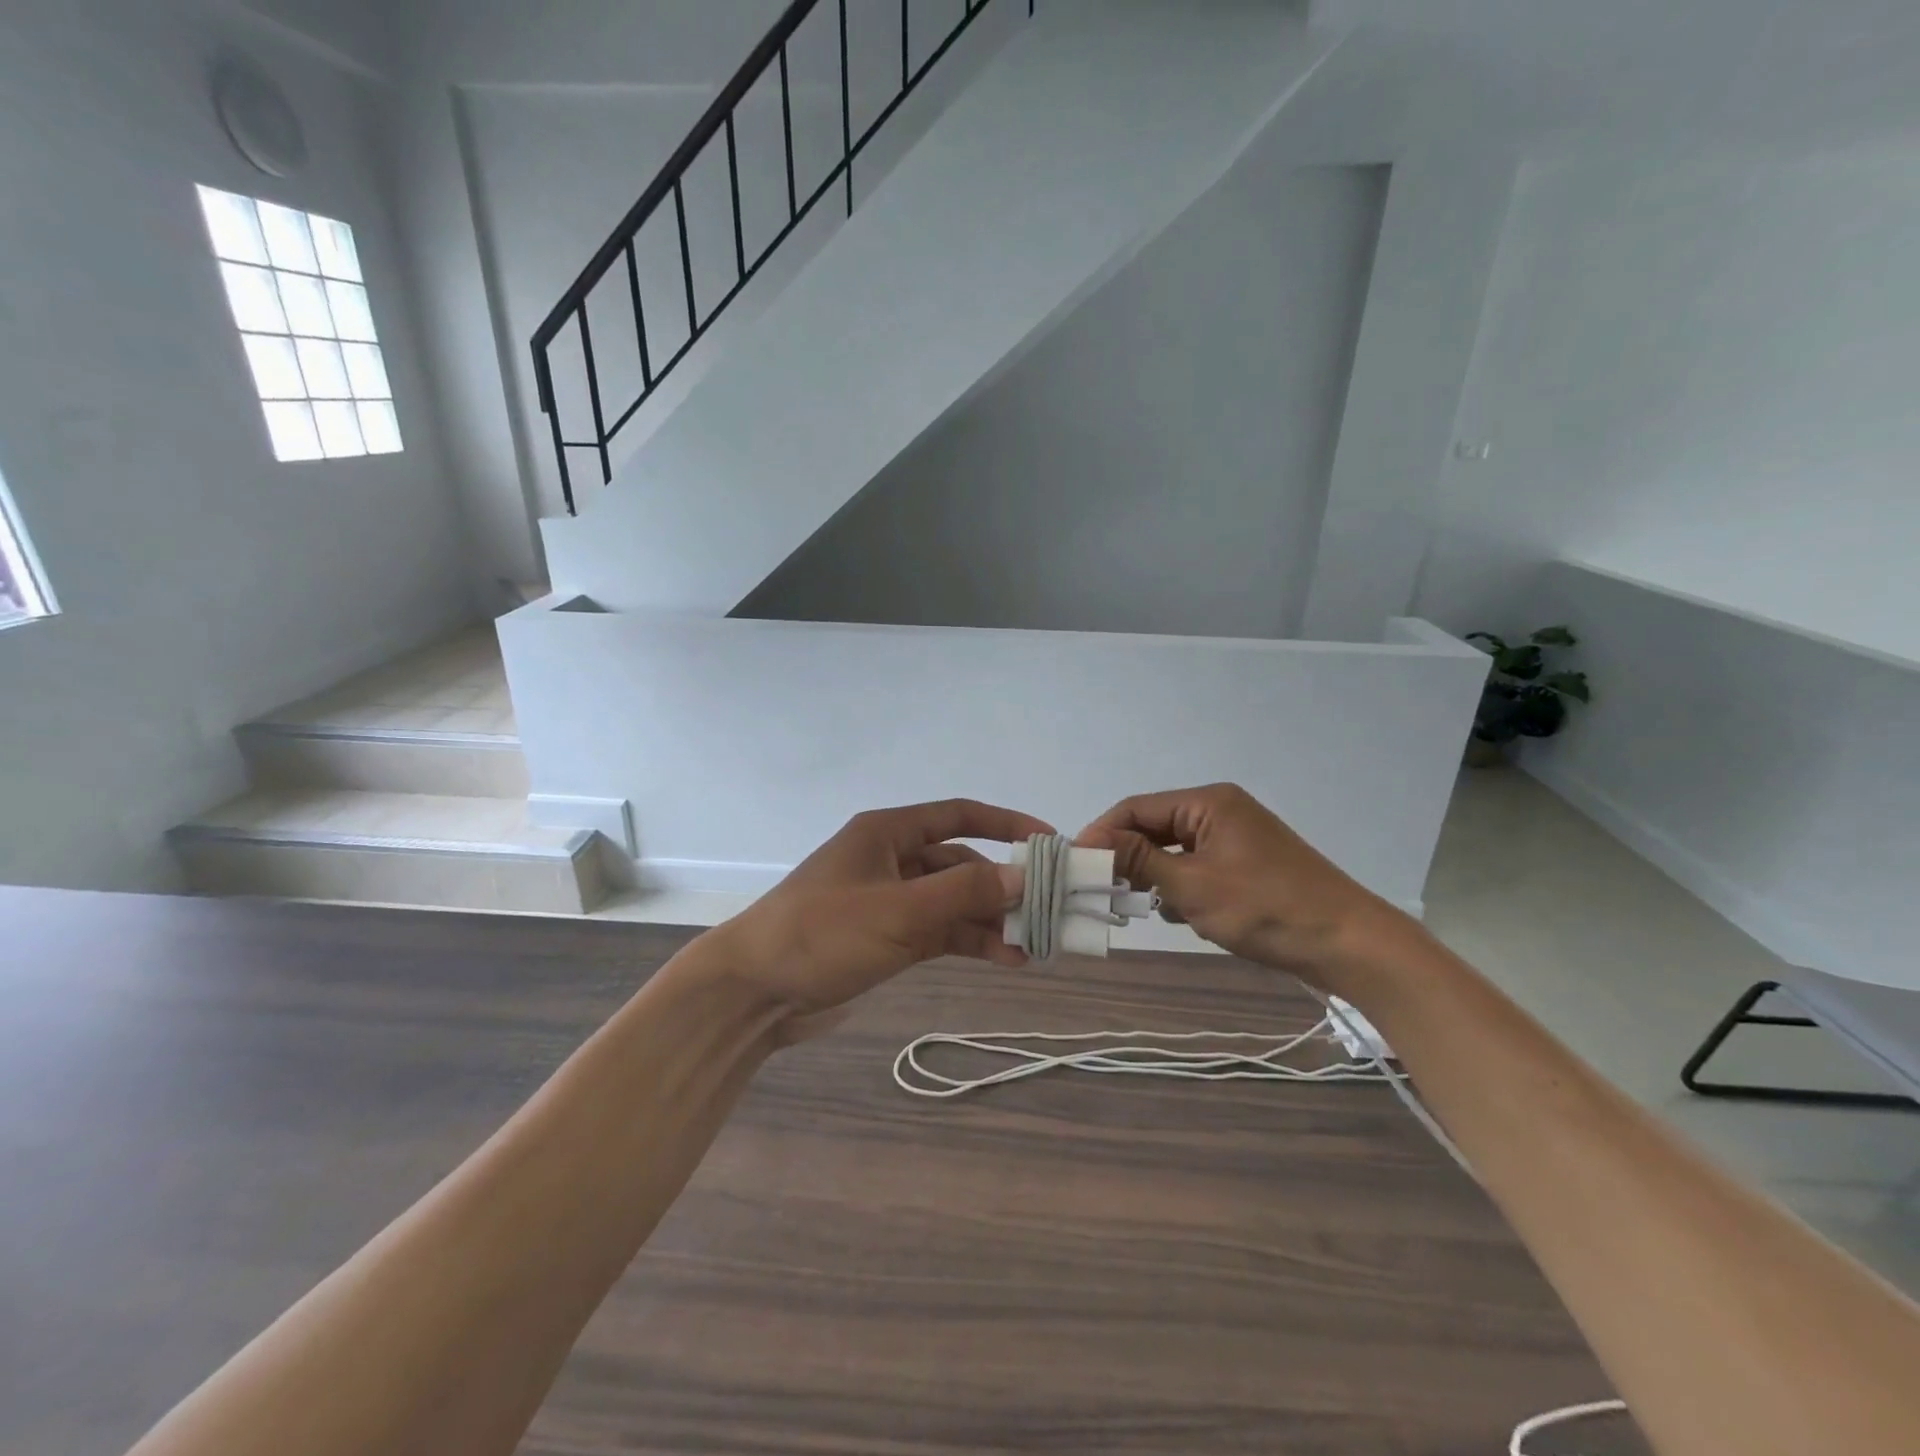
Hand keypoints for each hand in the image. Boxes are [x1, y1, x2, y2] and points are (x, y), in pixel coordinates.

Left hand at [704, 799, 1054, 1040]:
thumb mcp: (898, 910)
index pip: (959, 815)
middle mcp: (892, 859)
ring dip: (991, 918)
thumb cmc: (821, 933)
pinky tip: (1005, 958)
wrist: (752, 992)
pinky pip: (941, 931)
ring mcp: (890, 901)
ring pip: (954, 901)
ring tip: (1035, 943)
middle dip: (1002, 883)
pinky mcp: (888, 938)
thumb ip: (963, 892)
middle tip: (1049, 907)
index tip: (1050, 843)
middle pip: (961, 861)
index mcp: (887, 832)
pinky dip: (971, 941)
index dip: (1006, 825)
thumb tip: (1025, 876)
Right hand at [1076, 783, 1398, 982]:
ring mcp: (1237, 838)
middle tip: (1100, 889)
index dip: (1102, 833)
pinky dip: (1183, 888)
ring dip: (1156, 876)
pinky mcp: (1248, 865)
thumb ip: (1139, 860)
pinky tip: (1182, 915)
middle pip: (1155, 827)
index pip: (1137, 808)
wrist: (1350, 945)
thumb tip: (1089, 841)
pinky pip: (1198, 867)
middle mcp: (1220, 811)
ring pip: (1175, 851)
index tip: (1074, 863)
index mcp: (1208, 802)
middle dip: (1129, 858)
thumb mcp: (1193, 886)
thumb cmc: (1266, 909)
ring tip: (1140, 906)